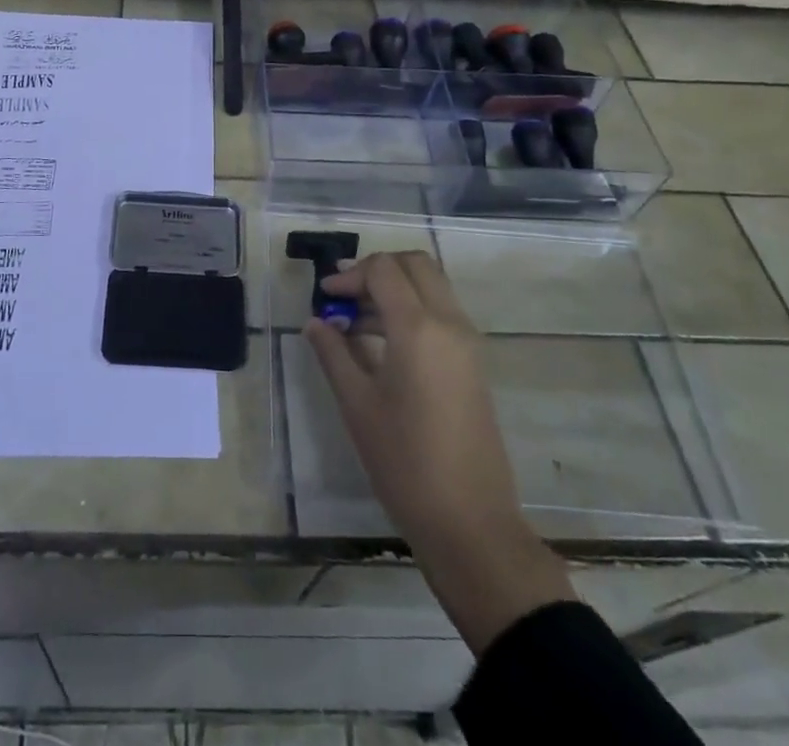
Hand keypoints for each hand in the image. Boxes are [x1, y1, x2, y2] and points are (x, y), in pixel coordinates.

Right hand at [305, 251, 574, 651]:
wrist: (470, 524)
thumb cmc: (405, 463)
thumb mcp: (358, 405)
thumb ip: (334, 353)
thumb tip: (315, 322)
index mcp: (418, 328)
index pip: (383, 270)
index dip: (350, 275)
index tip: (326, 298)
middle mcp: (449, 323)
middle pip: (415, 264)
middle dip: (377, 270)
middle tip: (346, 296)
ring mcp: (467, 343)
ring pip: (431, 286)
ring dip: (395, 290)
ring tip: (356, 323)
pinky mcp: (473, 363)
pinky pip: (442, 313)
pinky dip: (412, 310)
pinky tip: (383, 344)